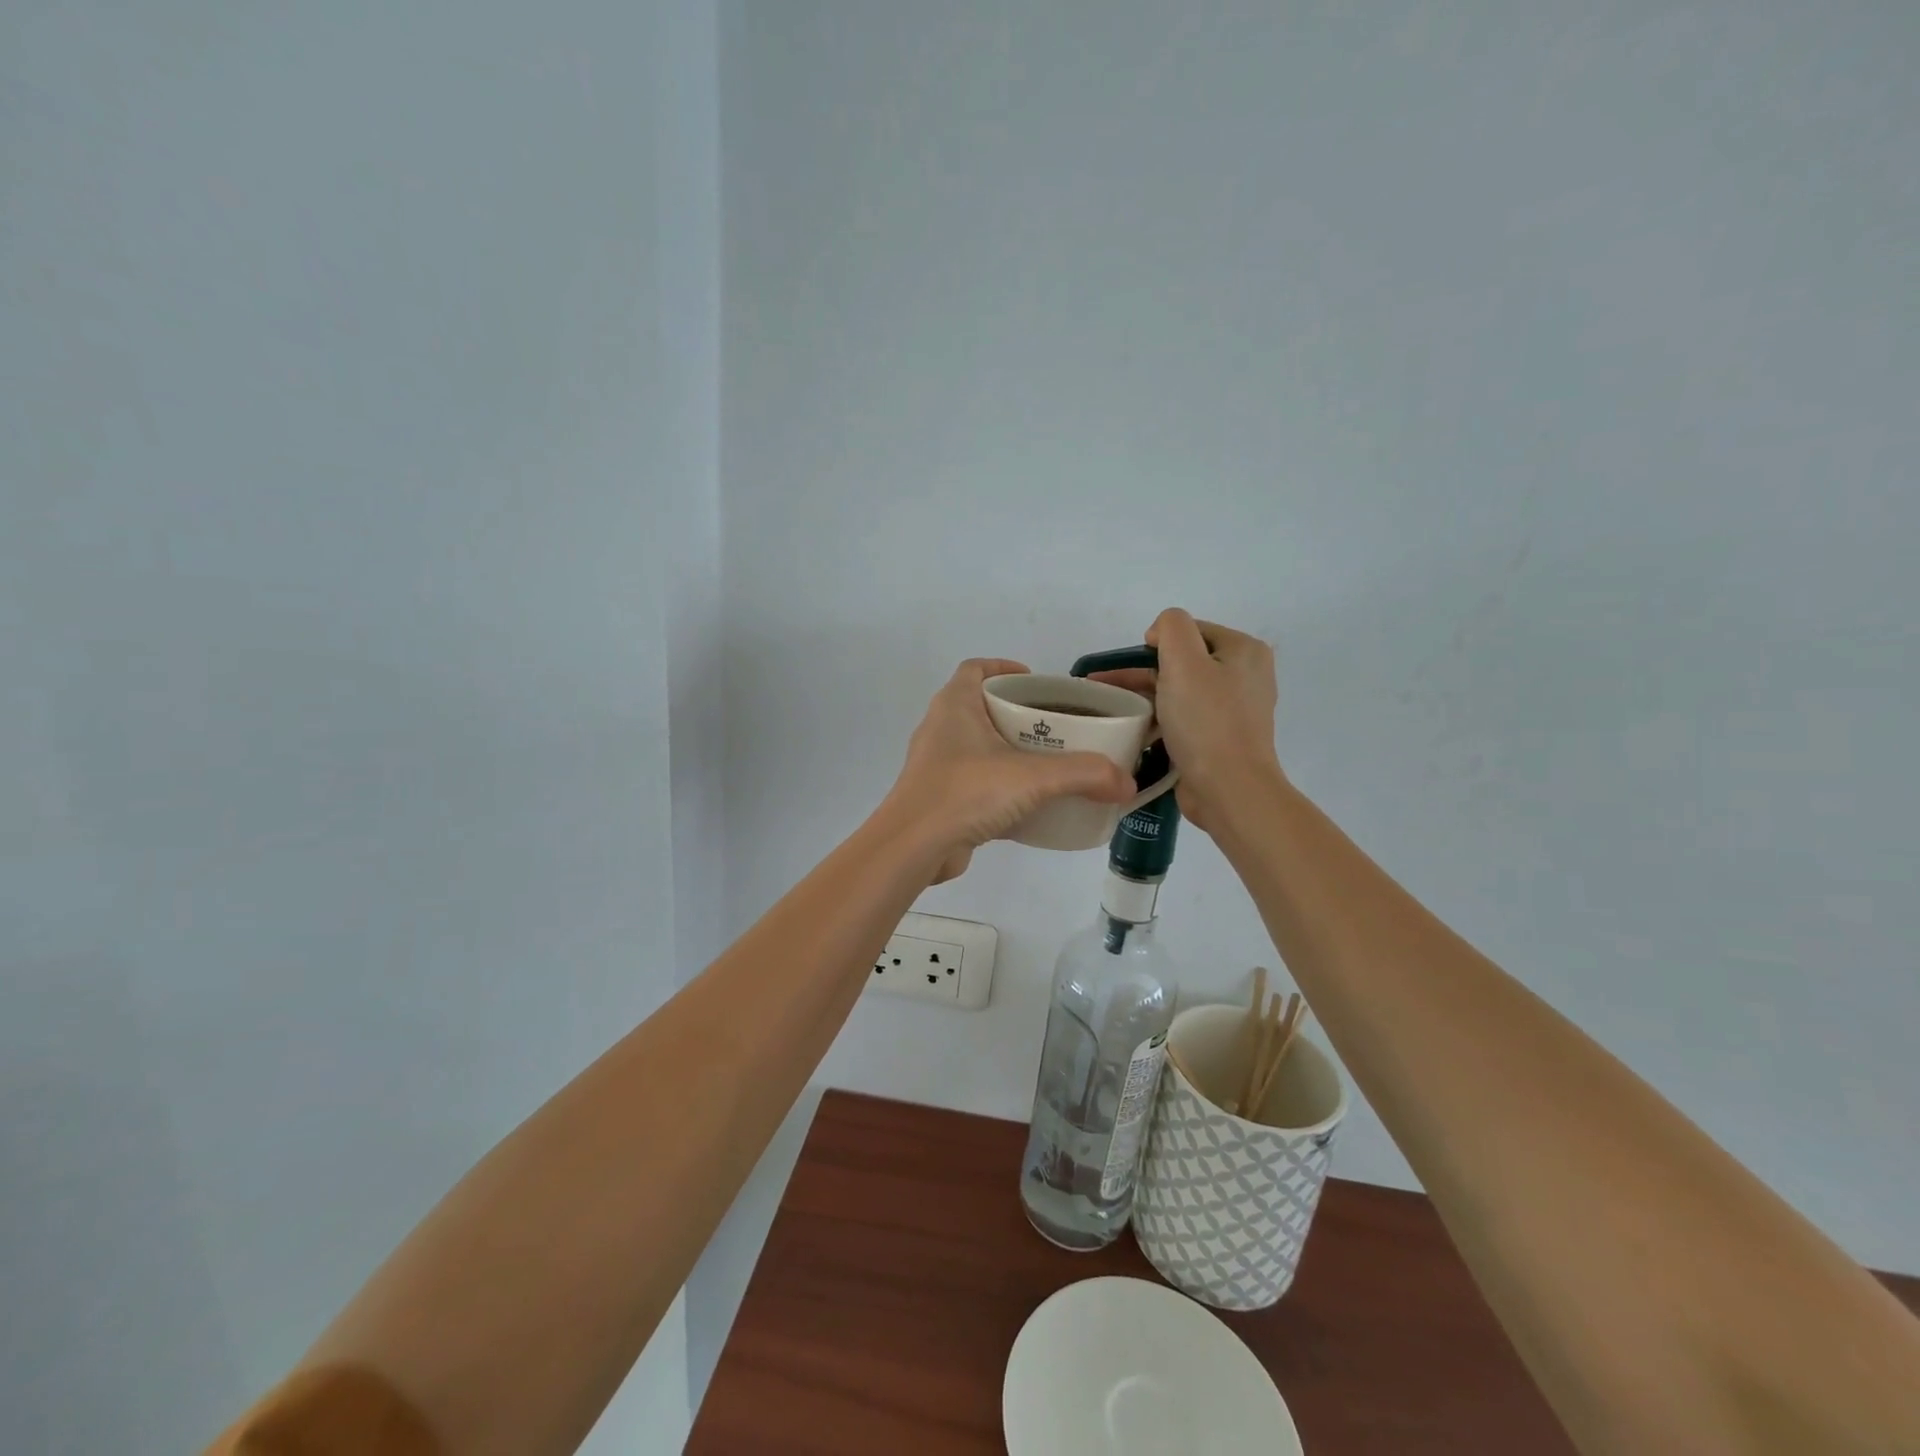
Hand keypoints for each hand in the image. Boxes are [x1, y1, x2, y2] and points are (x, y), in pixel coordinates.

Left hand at [883, 658, 1135, 882]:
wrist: (913, 847)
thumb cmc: (966, 792)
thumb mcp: (1032, 778)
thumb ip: (1084, 775)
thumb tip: (1127, 783)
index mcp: (955, 706)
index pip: (976, 669)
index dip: (1004, 669)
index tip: (1037, 683)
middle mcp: (941, 728)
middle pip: (981, 707)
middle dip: (1018, 713)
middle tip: (1056, 726)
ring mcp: (937, 765)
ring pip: (978, 746)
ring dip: (1009, 750)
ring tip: (1049, 763)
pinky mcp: (940, 797)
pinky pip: (975, 781)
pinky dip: (1001, 785)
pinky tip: (1029, 803)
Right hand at [1095, 610, 1279, 832]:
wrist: (1229, 790)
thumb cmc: (1206, 722)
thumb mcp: (1184, 661)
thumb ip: (1171, 628)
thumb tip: (1160, 635)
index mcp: (1244, 651)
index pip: (1190, 630)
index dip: (1157, 643)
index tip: (1131, 667)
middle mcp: (1246, 676)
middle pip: (1184, 661)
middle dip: (1144, 671)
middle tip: (1106, 686)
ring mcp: (1235, 710)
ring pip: (1181, 690)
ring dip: (1147, 696)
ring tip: (1112, 708)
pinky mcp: (1221, 738)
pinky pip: (1185, 718)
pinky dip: (1161, 719)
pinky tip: (1136, 729)